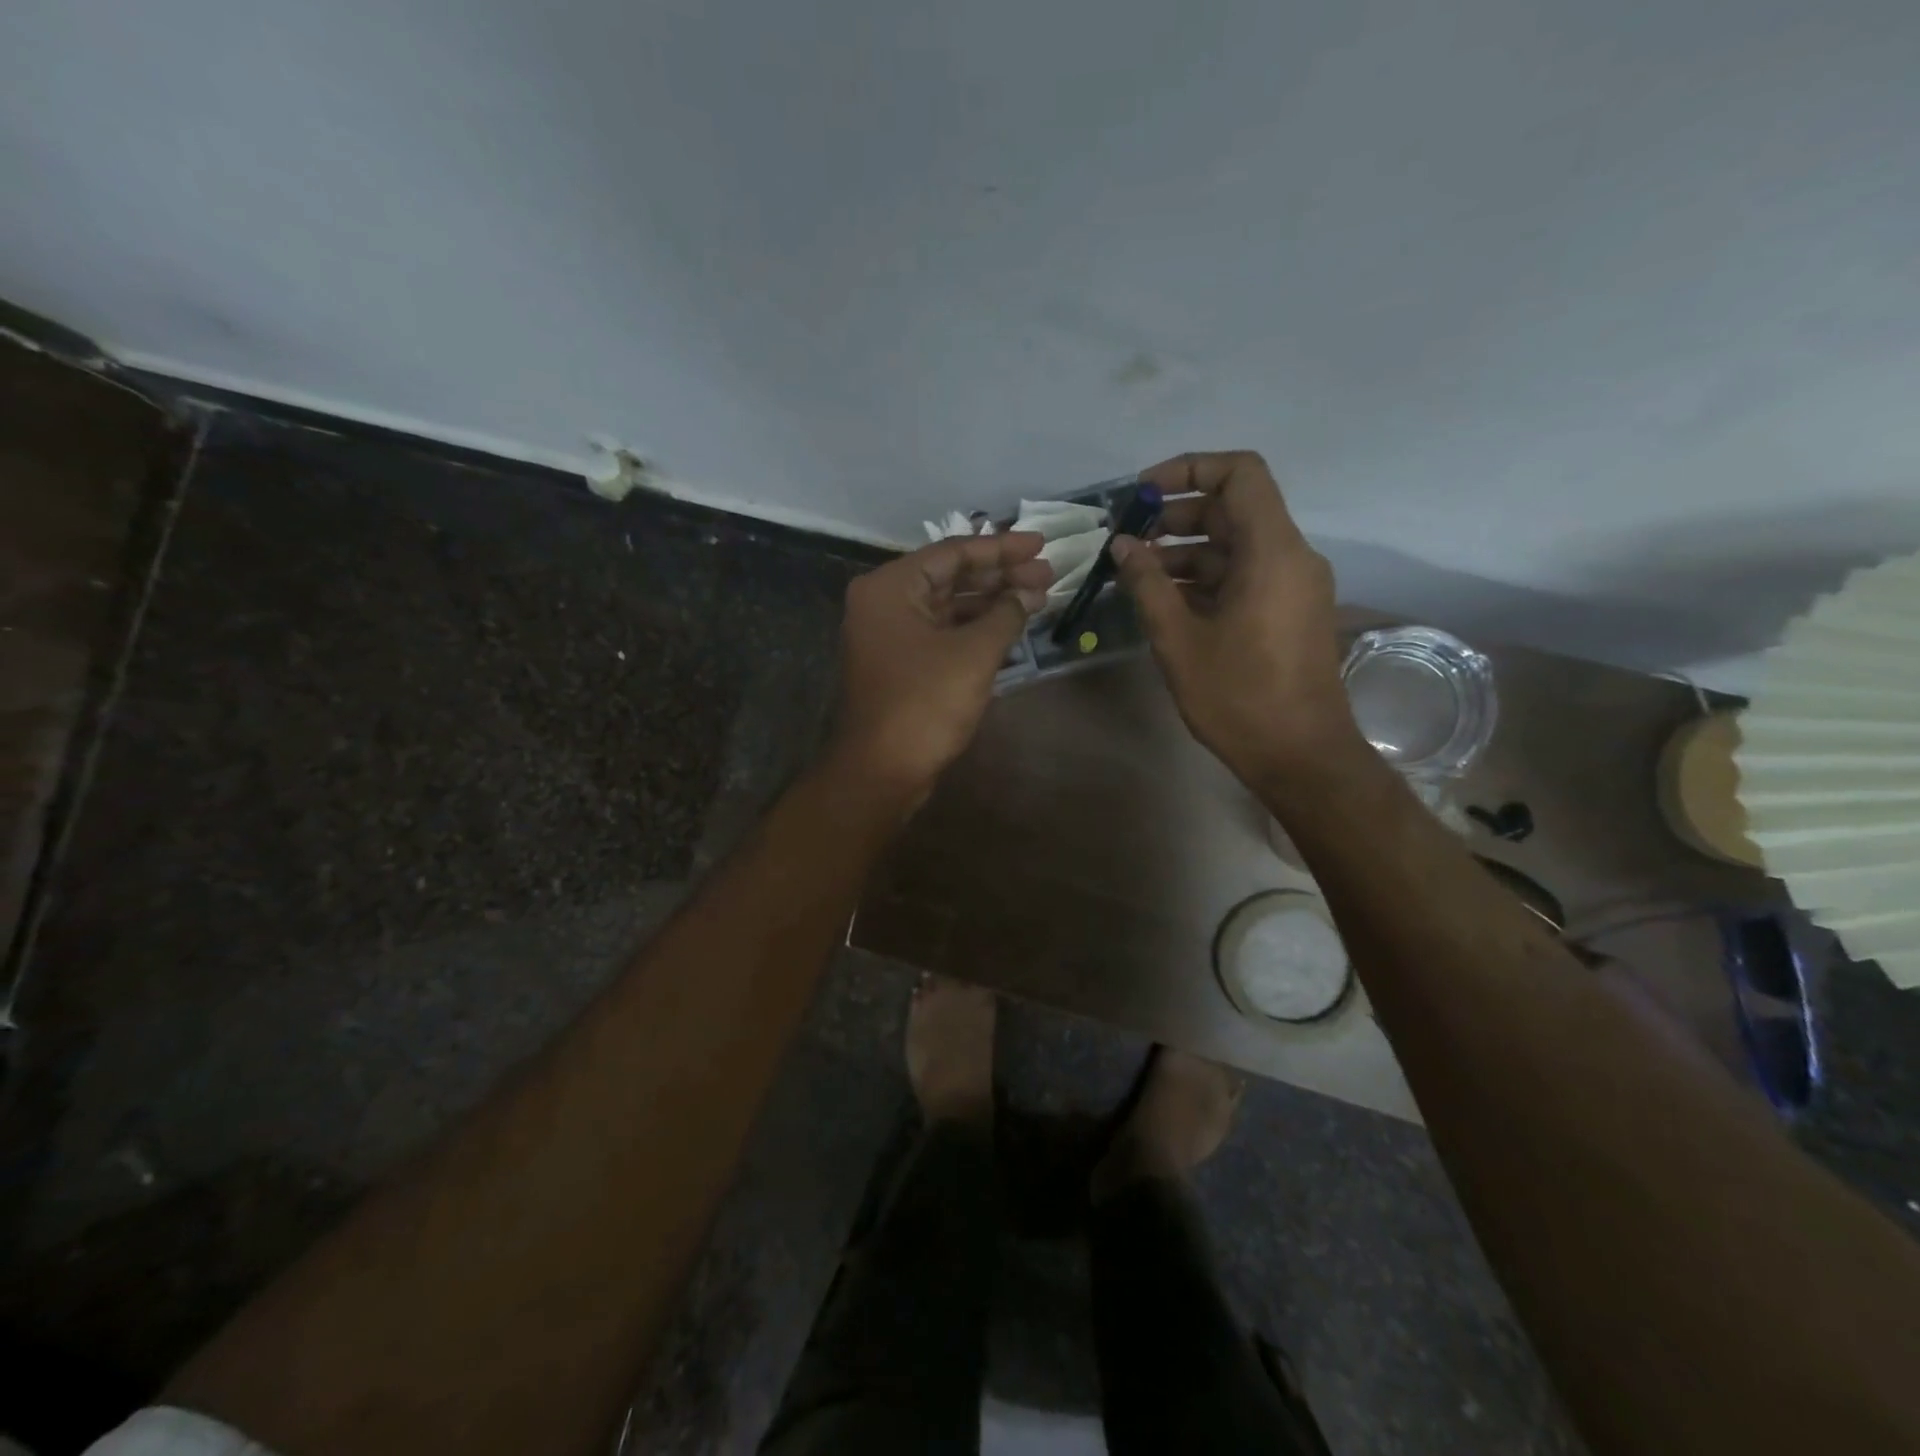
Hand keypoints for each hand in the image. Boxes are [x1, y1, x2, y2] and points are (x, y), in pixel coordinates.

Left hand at [828, 531, 1051, 805]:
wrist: (881, 770)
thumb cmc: (924, 704)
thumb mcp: (973, 654)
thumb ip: (1006, 615)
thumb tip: (1031, 593)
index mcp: (890, 587)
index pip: (953, 552)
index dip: (1002, 548)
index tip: (1041, 544)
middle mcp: (884, 603)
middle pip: (950, 577)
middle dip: (1000, 575)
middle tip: (1047, 574)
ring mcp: (890, 635)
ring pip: (948, 606)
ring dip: (991, 602)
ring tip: (1037, 598)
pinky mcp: (901, 664)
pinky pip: (942, 633)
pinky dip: (975, 629)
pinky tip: (1010, 626)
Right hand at [1111, 451, 1363, 788]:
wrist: (1300, 756)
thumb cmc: (1238, 697)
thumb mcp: (1179, 639)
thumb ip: (1148, 584)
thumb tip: (1122, 544)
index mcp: (1272, 552)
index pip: (1240, 474)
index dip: (1190, 469)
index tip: (1142, 493)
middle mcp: (1291, 557)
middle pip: (1233, 510)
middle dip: (1176, 516)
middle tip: (1127, 538)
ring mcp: (1293, 585)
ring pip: (1236, 546)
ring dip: (1186, 550)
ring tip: (1136, 572)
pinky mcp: (1288, 611)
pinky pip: (1245, 575)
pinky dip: (1205, 577)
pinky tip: (1165, 599)